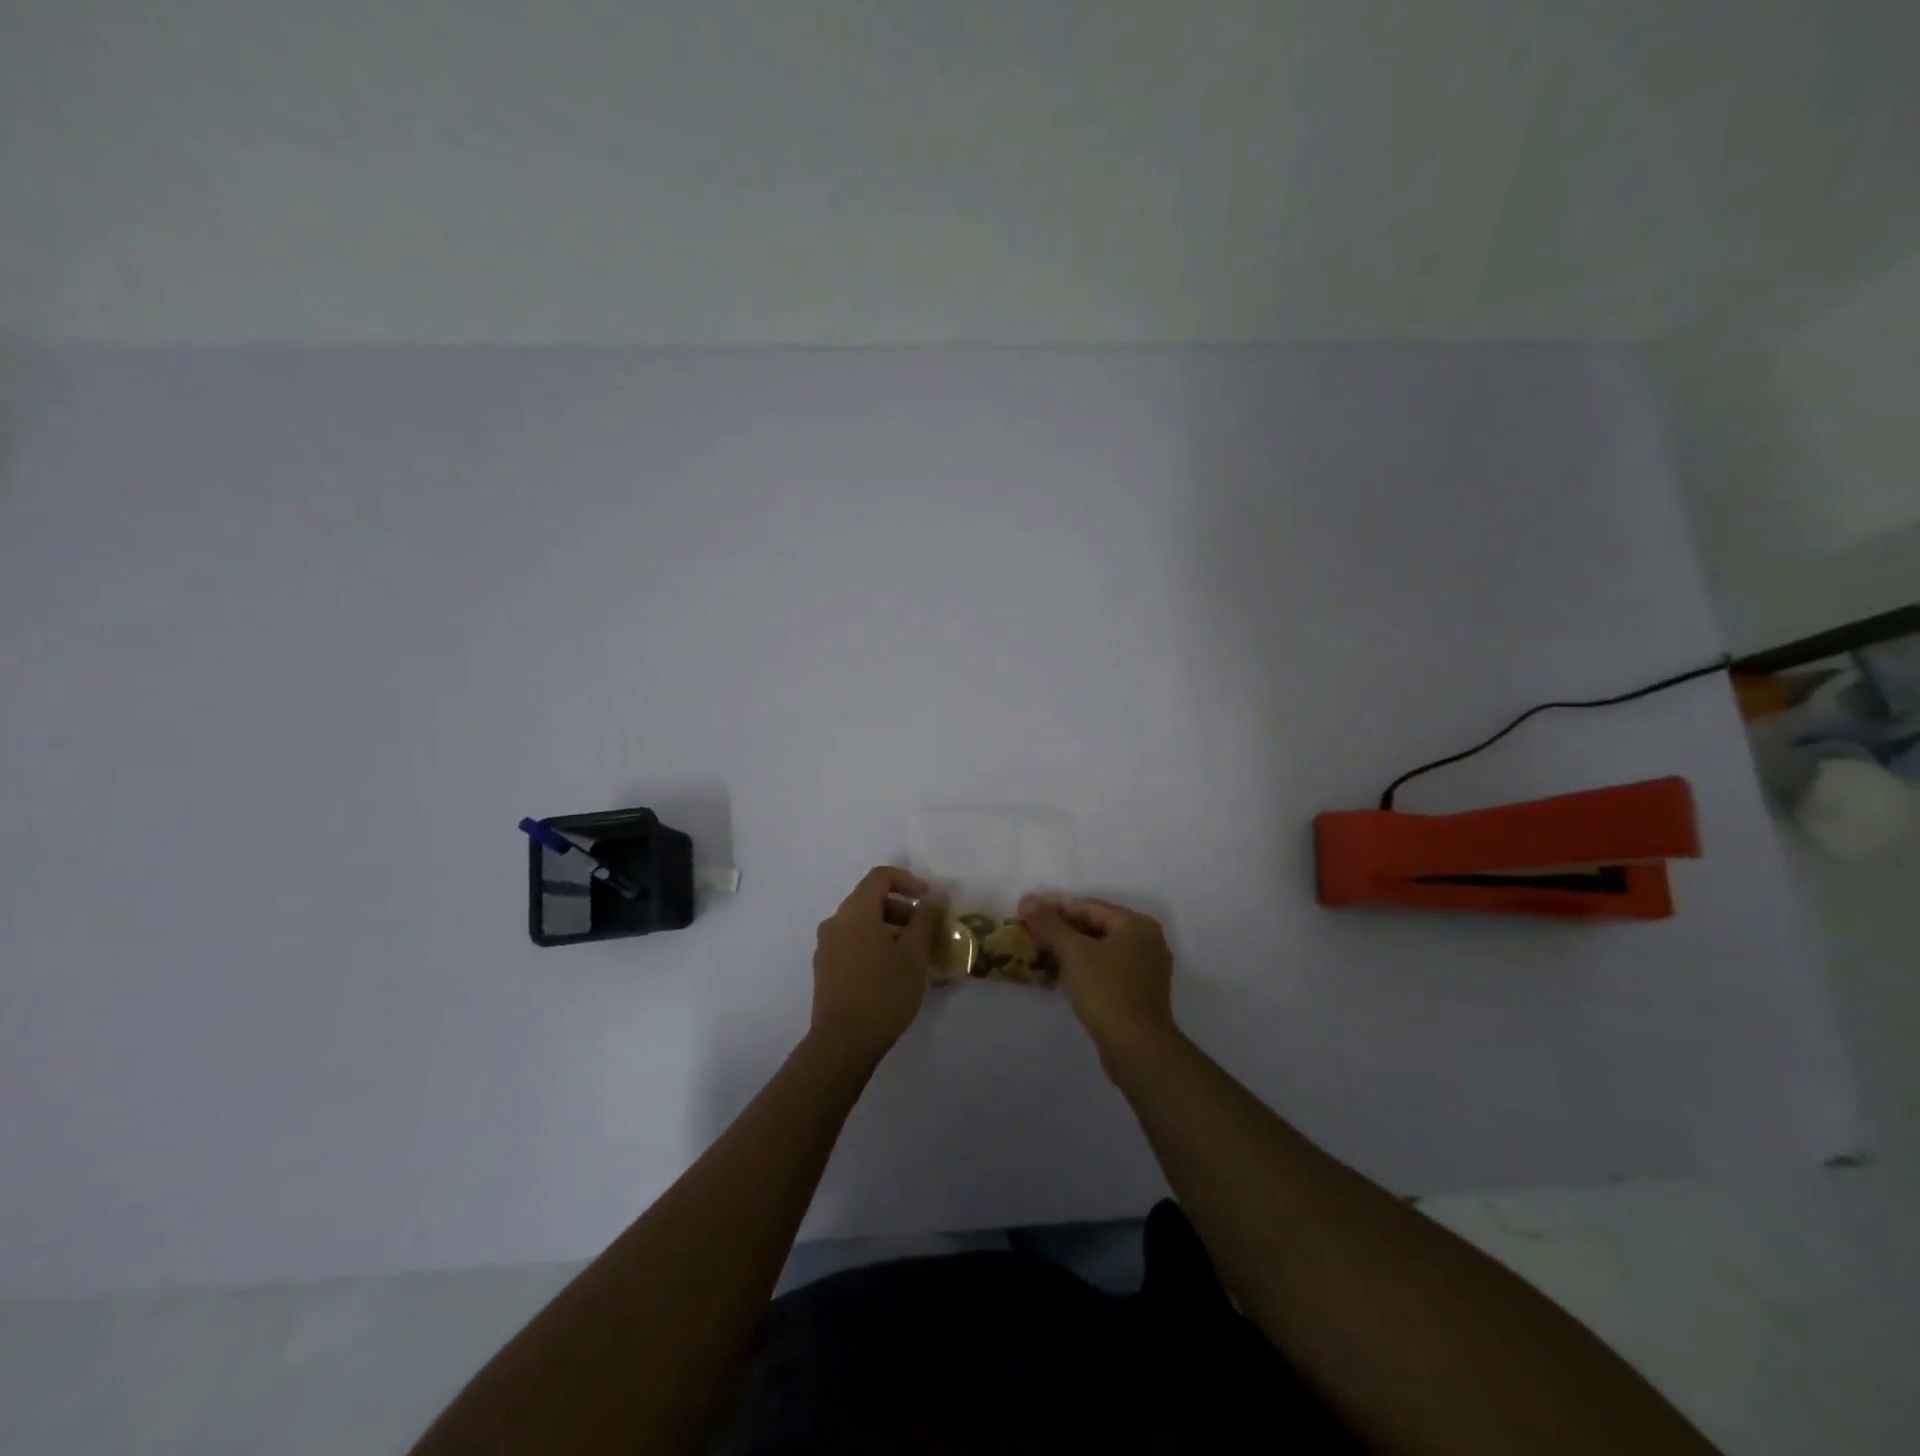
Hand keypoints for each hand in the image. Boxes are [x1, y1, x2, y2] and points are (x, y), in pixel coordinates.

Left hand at [810, 866, 948, 1066]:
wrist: (843, 1043)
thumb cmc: (883, 992)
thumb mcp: (914, 954)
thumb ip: (926, 919)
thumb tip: (936, 895)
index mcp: (855, 912)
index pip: (880, 877)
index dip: (908, 881)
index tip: (929, 900)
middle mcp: (835, 922)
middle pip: (871, 900)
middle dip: (902, 909)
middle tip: (927, 932)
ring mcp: (826, 947)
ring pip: (862, 924)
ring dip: (890, 929)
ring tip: (914, 956)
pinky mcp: (825, 970)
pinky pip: (852, 943)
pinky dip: (874, 945)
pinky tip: (893, 972)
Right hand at [1019, 894, 1176, 1068]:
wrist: (1137, 1049)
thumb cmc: (1107, 991)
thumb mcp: (1073, 952)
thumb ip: (1048, 924)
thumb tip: (1027, 900)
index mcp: (1136, 924)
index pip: (1089, 906)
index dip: (1054, 907)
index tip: (1026, 912)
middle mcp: (1146, 941)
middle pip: (1096, 926)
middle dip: (1061, 929)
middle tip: (1030, 933)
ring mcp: (1145, 968)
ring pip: (1100, 949)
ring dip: (1070, 950)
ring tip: (1039, 953)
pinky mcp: (1139, 992)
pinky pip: (1106, 969)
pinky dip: (1083, 968)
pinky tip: (1060, 975)